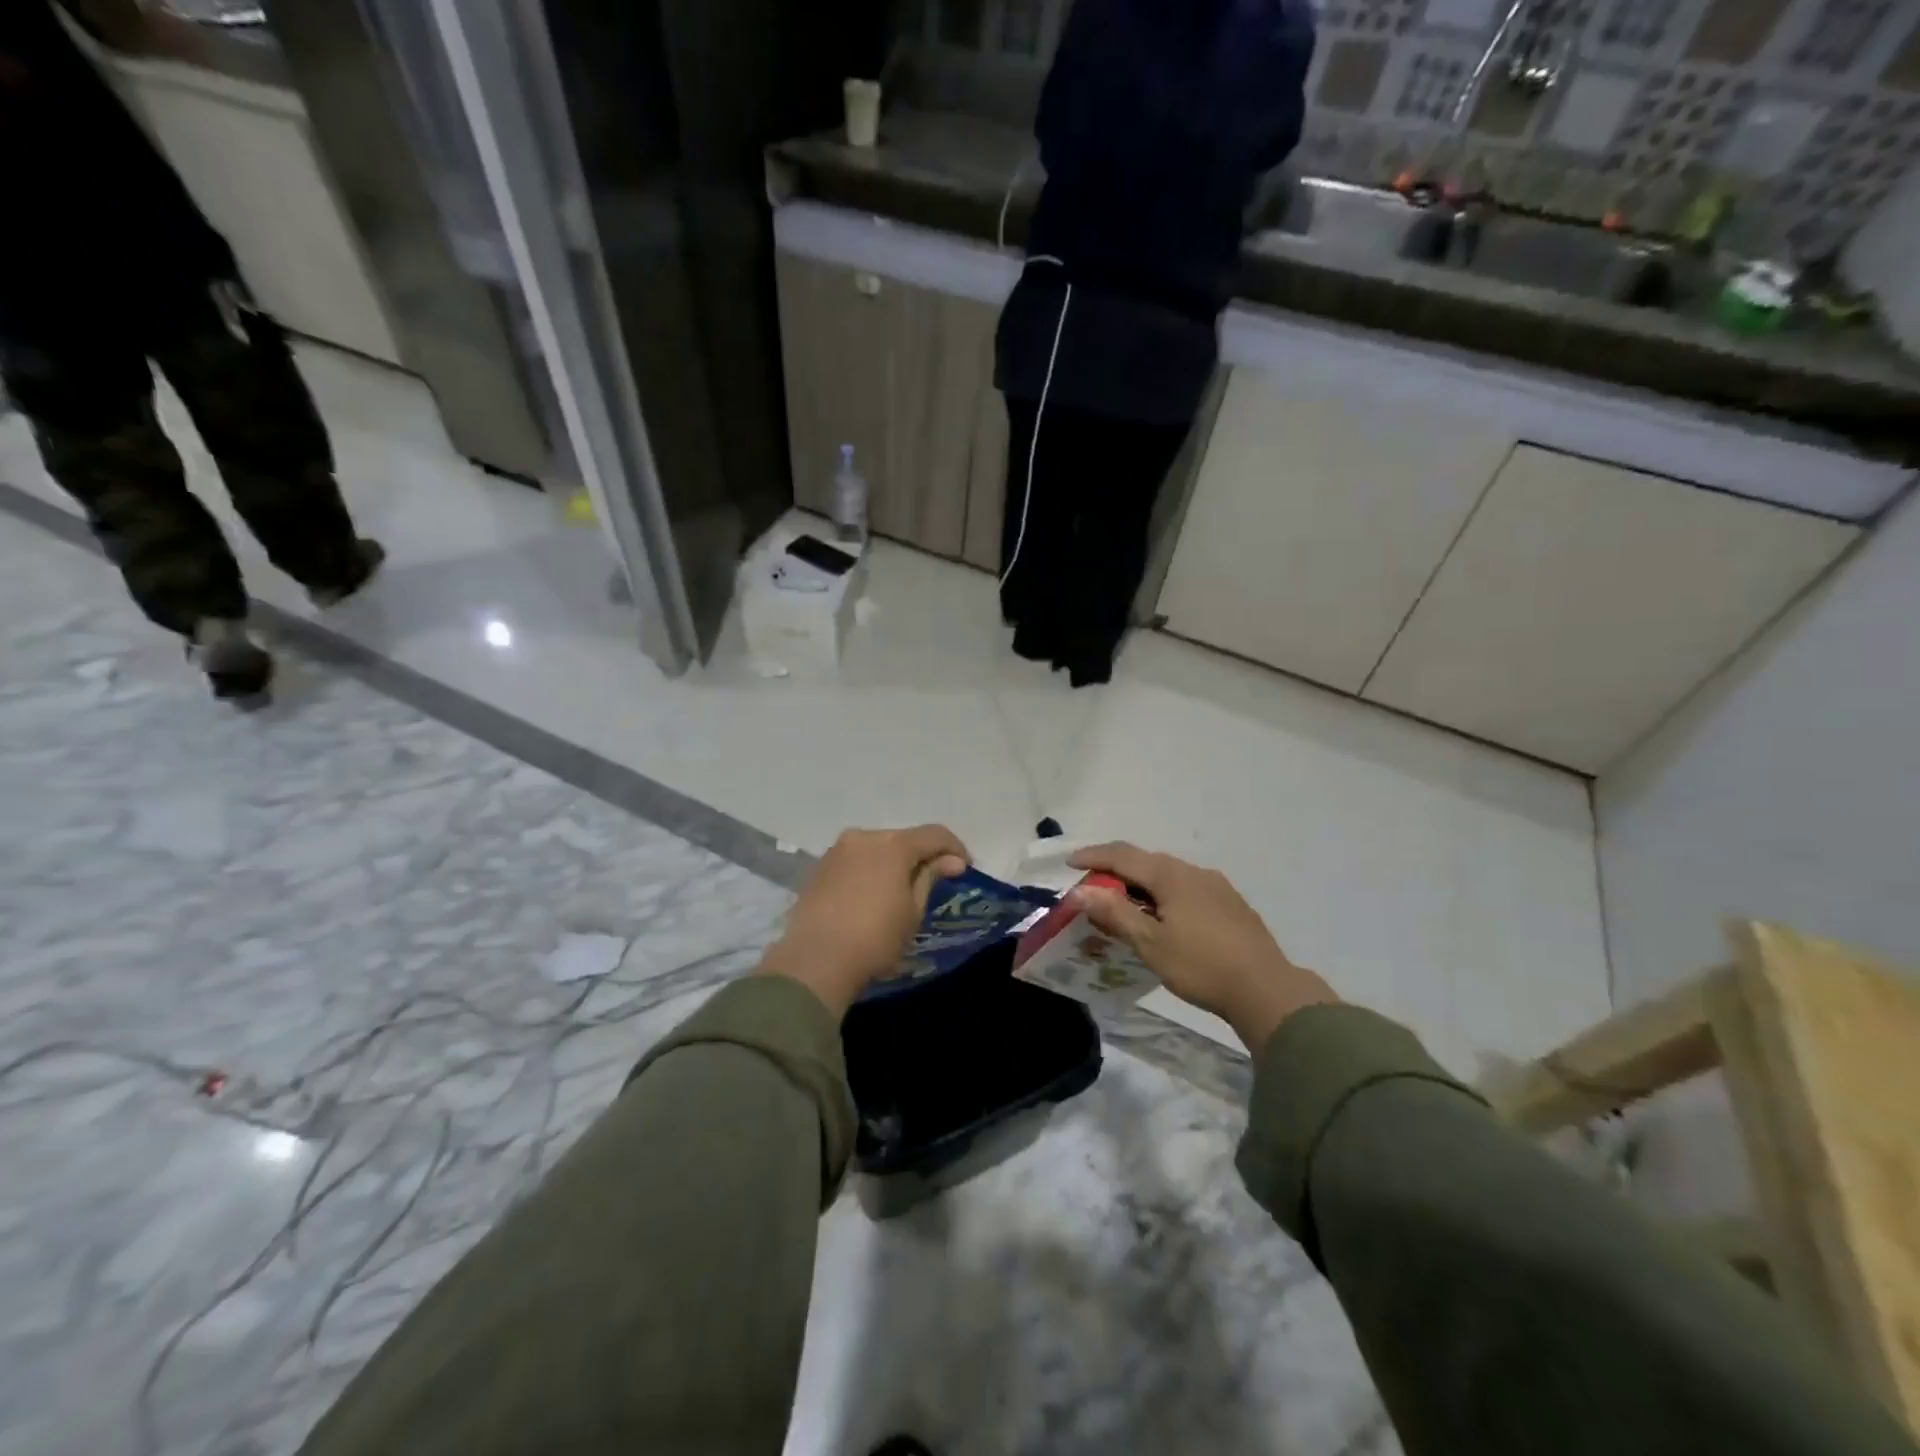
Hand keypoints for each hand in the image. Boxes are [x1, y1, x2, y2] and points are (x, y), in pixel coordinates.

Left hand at [759, 826, 969, 1016]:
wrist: (815, 961)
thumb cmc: (875, 938)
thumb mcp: (913, 911)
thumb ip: (931, 877)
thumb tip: (952, 860)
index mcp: (893, 844)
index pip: (935, 834)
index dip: (955, 849)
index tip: (966, 870)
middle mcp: (864, 837)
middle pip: (904, 838)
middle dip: (923, 855)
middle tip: (936, 880)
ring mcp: (837, 850)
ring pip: (877, 848)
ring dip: (894, 862)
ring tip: (903, 889)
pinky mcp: (820, 867)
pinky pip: (856, 860)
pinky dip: (871, 870)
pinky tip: (874, 894)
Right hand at [1068, 843, 1337, 1053]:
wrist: (1267, 990)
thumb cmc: (1201, 965)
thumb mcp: (1151, 943)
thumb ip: (1115, 913)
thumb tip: (1080, 890)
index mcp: (1171, 875)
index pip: (1122, 855)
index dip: (1094, 856)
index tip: (1069, 863)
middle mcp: (1193, 871)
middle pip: (1145, 861)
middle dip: (1115, 870)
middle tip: (1092, 888)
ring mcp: (1216, 886)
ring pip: (1167, 875)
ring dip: (1140, 884)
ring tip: (1123, 905)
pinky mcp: (1230, 904)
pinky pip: (1185, 889)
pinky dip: (1162, 895)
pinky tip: (1162, 917)